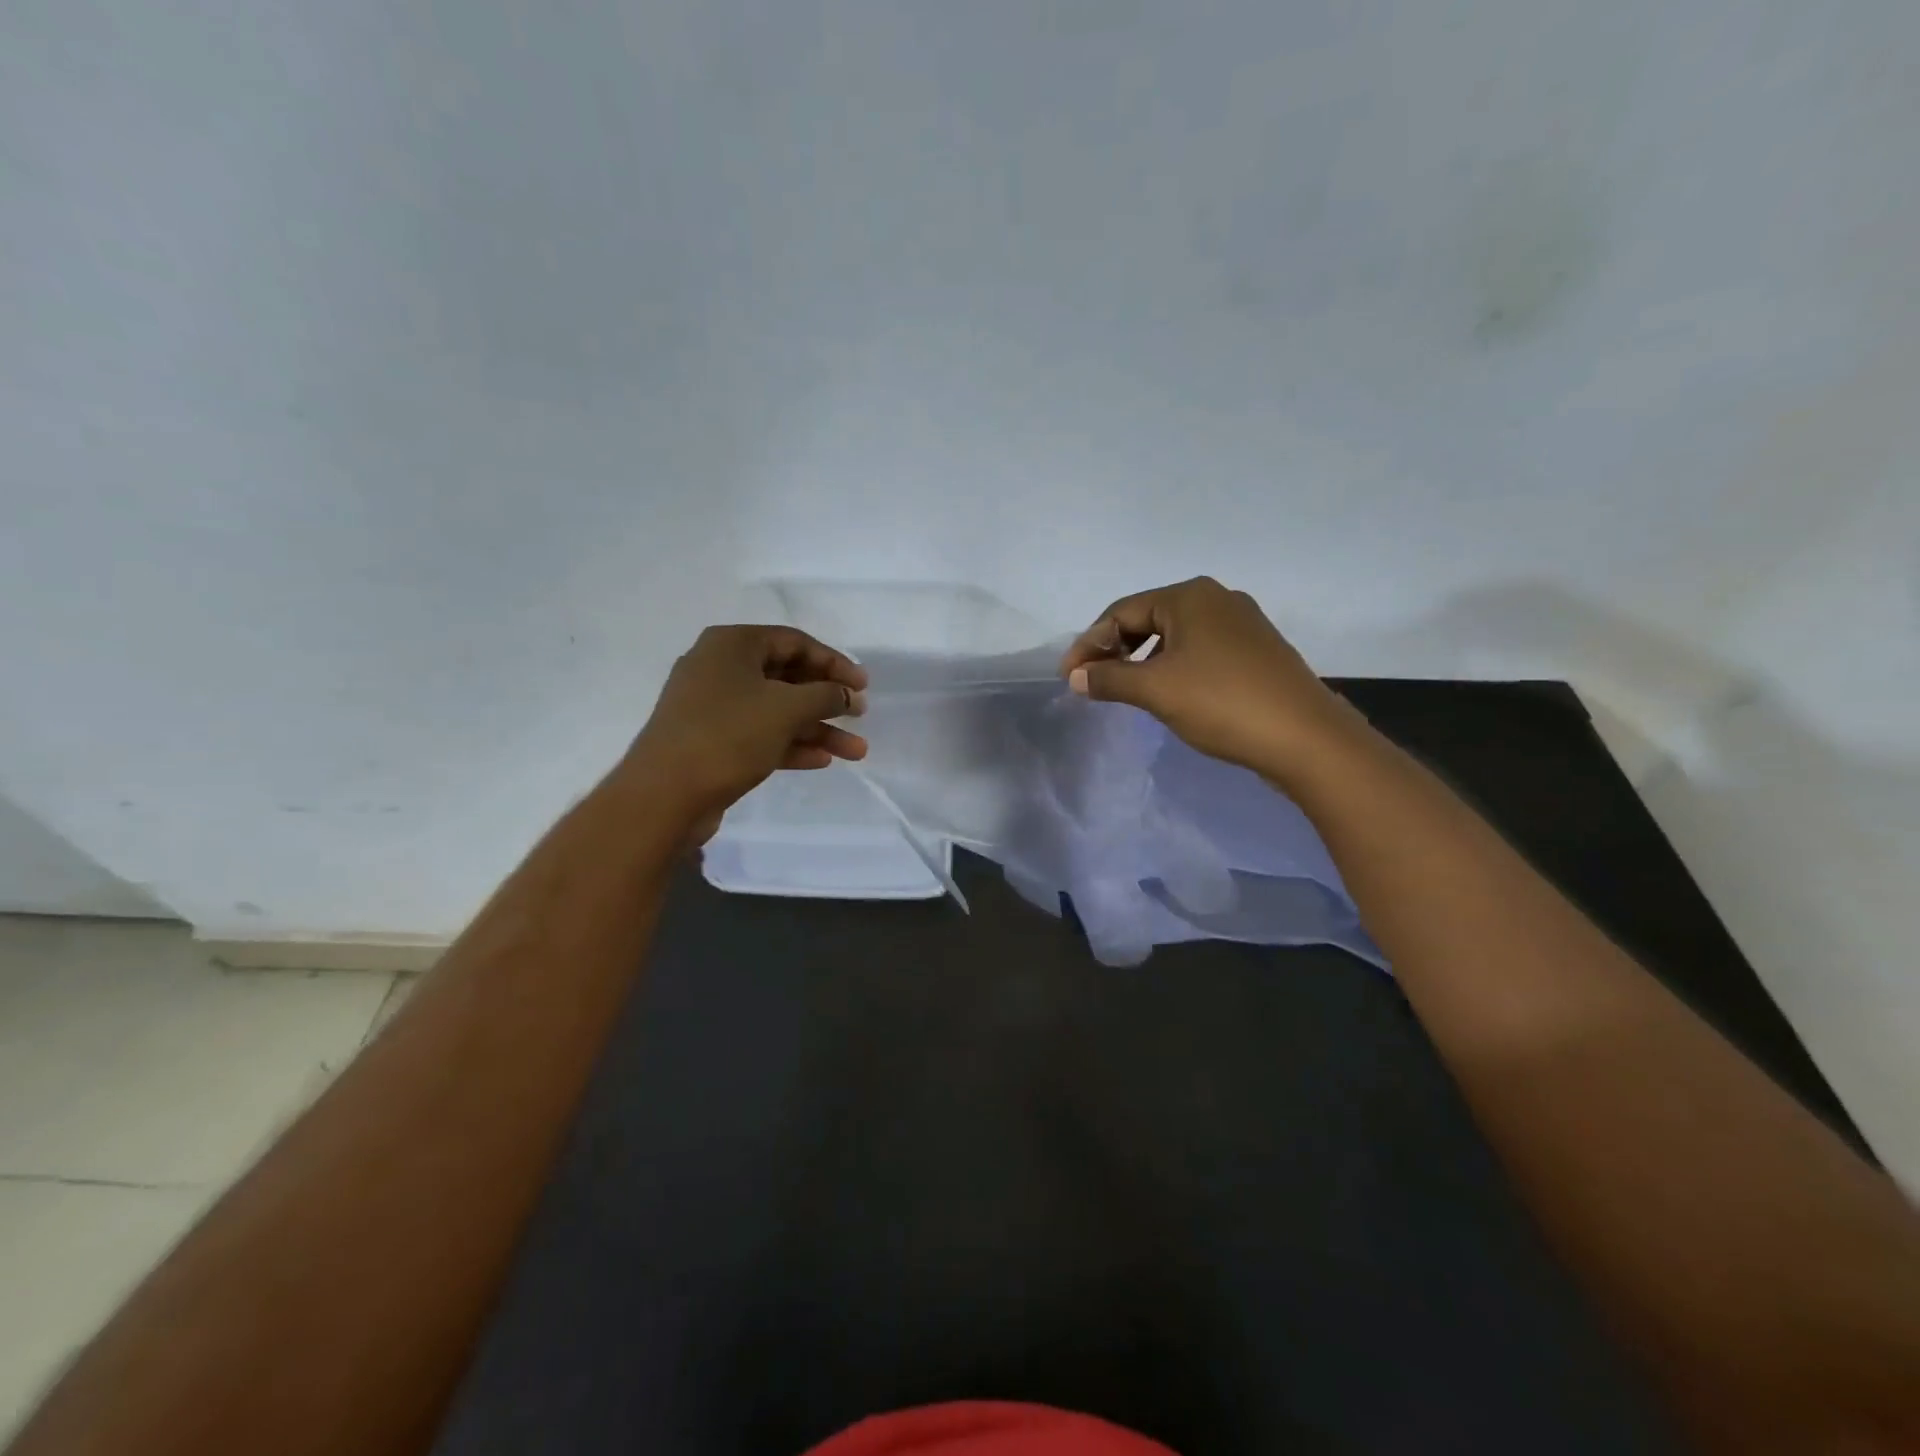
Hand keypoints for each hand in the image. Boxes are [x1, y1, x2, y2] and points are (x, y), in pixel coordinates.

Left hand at [624, 625, 868, 830]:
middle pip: (787, 677)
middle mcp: (720, 668)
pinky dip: (791, 745)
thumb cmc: (728, 735)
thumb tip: (847, 694)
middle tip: (859, 716)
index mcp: (732, 645)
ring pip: (776, 711)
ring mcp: (713, 707)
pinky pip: (760, 734)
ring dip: (816, 729)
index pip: (794, 642)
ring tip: (855, 752)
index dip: (834, 662)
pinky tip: (822, 760)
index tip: (863, 686)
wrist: (664, 795)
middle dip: (827, 700)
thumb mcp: (787, 708)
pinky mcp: (712, 741)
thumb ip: (825, 695)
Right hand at [1059, 577, 1361, 783]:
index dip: (1089, 644)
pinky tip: (1166, 691)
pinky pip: (1199, 649)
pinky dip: (1171, 666)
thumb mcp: (1156, 690)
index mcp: (1189, 596)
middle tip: (1092, 681)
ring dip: (1142, 659)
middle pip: (1147, 618)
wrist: (1305, 737)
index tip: (1068, 677)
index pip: (1121, 612)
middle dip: (1114, 649)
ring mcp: (1241, 623)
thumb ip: (1110, 679)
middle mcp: (1216, 599)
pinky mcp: (1255, 650)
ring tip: (1124, 688)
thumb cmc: (1222, 703)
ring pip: (1174, 635)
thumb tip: (1076, 676)